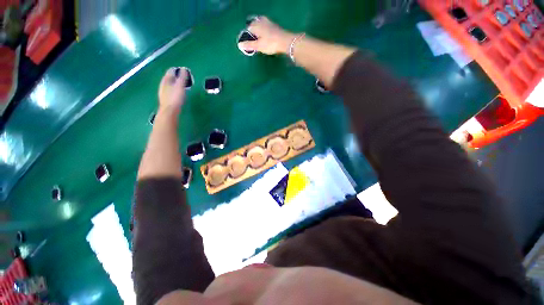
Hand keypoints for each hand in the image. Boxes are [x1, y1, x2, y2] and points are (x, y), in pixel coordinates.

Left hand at [158, 67, 187, 111]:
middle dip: (177, 77)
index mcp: (166, 80)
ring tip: (183, 85)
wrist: (169, 111)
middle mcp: (163, 84)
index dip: (178, 70)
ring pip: (170, 84)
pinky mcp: (166, 98)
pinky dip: (175, 89)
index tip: (185, 72)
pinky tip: (178, 93)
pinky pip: (170, 90)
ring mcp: (163, 91)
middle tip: (185, 78)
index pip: (171, 71)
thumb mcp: (180, 86)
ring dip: (176, 83)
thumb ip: (182, 78)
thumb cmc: (175, 98)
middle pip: (170, 77)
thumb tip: (184, 69)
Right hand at [238, 16, 296, 54]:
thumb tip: (239, 45)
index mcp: (255, 26)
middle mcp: (261, 21)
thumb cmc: (270, 44)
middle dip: (252, 31)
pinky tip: (266, 34)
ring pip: (260, 24)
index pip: (247, 29)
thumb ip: (249, 45)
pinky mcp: (274, 25)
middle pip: (253, 24)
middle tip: (252, 39)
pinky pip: (266, 25)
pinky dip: (264, 29)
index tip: (248, 43)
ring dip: (258, 29)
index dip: (247, 36)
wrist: (285, 41)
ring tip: (258, 37)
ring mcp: (268, 22)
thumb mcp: (259, 46)